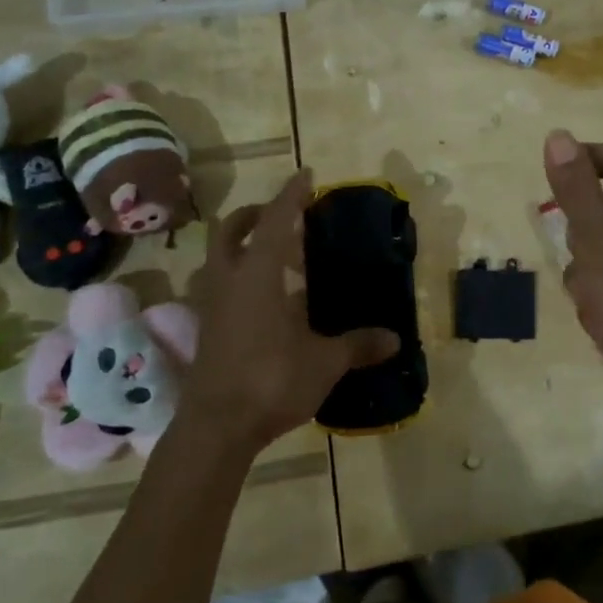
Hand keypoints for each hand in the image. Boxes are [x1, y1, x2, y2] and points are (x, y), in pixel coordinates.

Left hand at [181, 169, 399, 455]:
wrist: (216, 428)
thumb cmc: (271, 380)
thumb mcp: (324, 362)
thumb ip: (358, 345)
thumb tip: (395, 339)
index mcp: (257, 274)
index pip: (275, 220)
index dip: (291, 195)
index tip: (306, 174)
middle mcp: (229, 280)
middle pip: (231, 229)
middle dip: (255, 214)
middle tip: (284, 216)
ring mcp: (212, 304)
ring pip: (220, 257)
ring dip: (242, 245)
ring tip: (277, 257)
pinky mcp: (207, 328)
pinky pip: (221, 286)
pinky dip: (240, 278)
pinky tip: (266, 300)